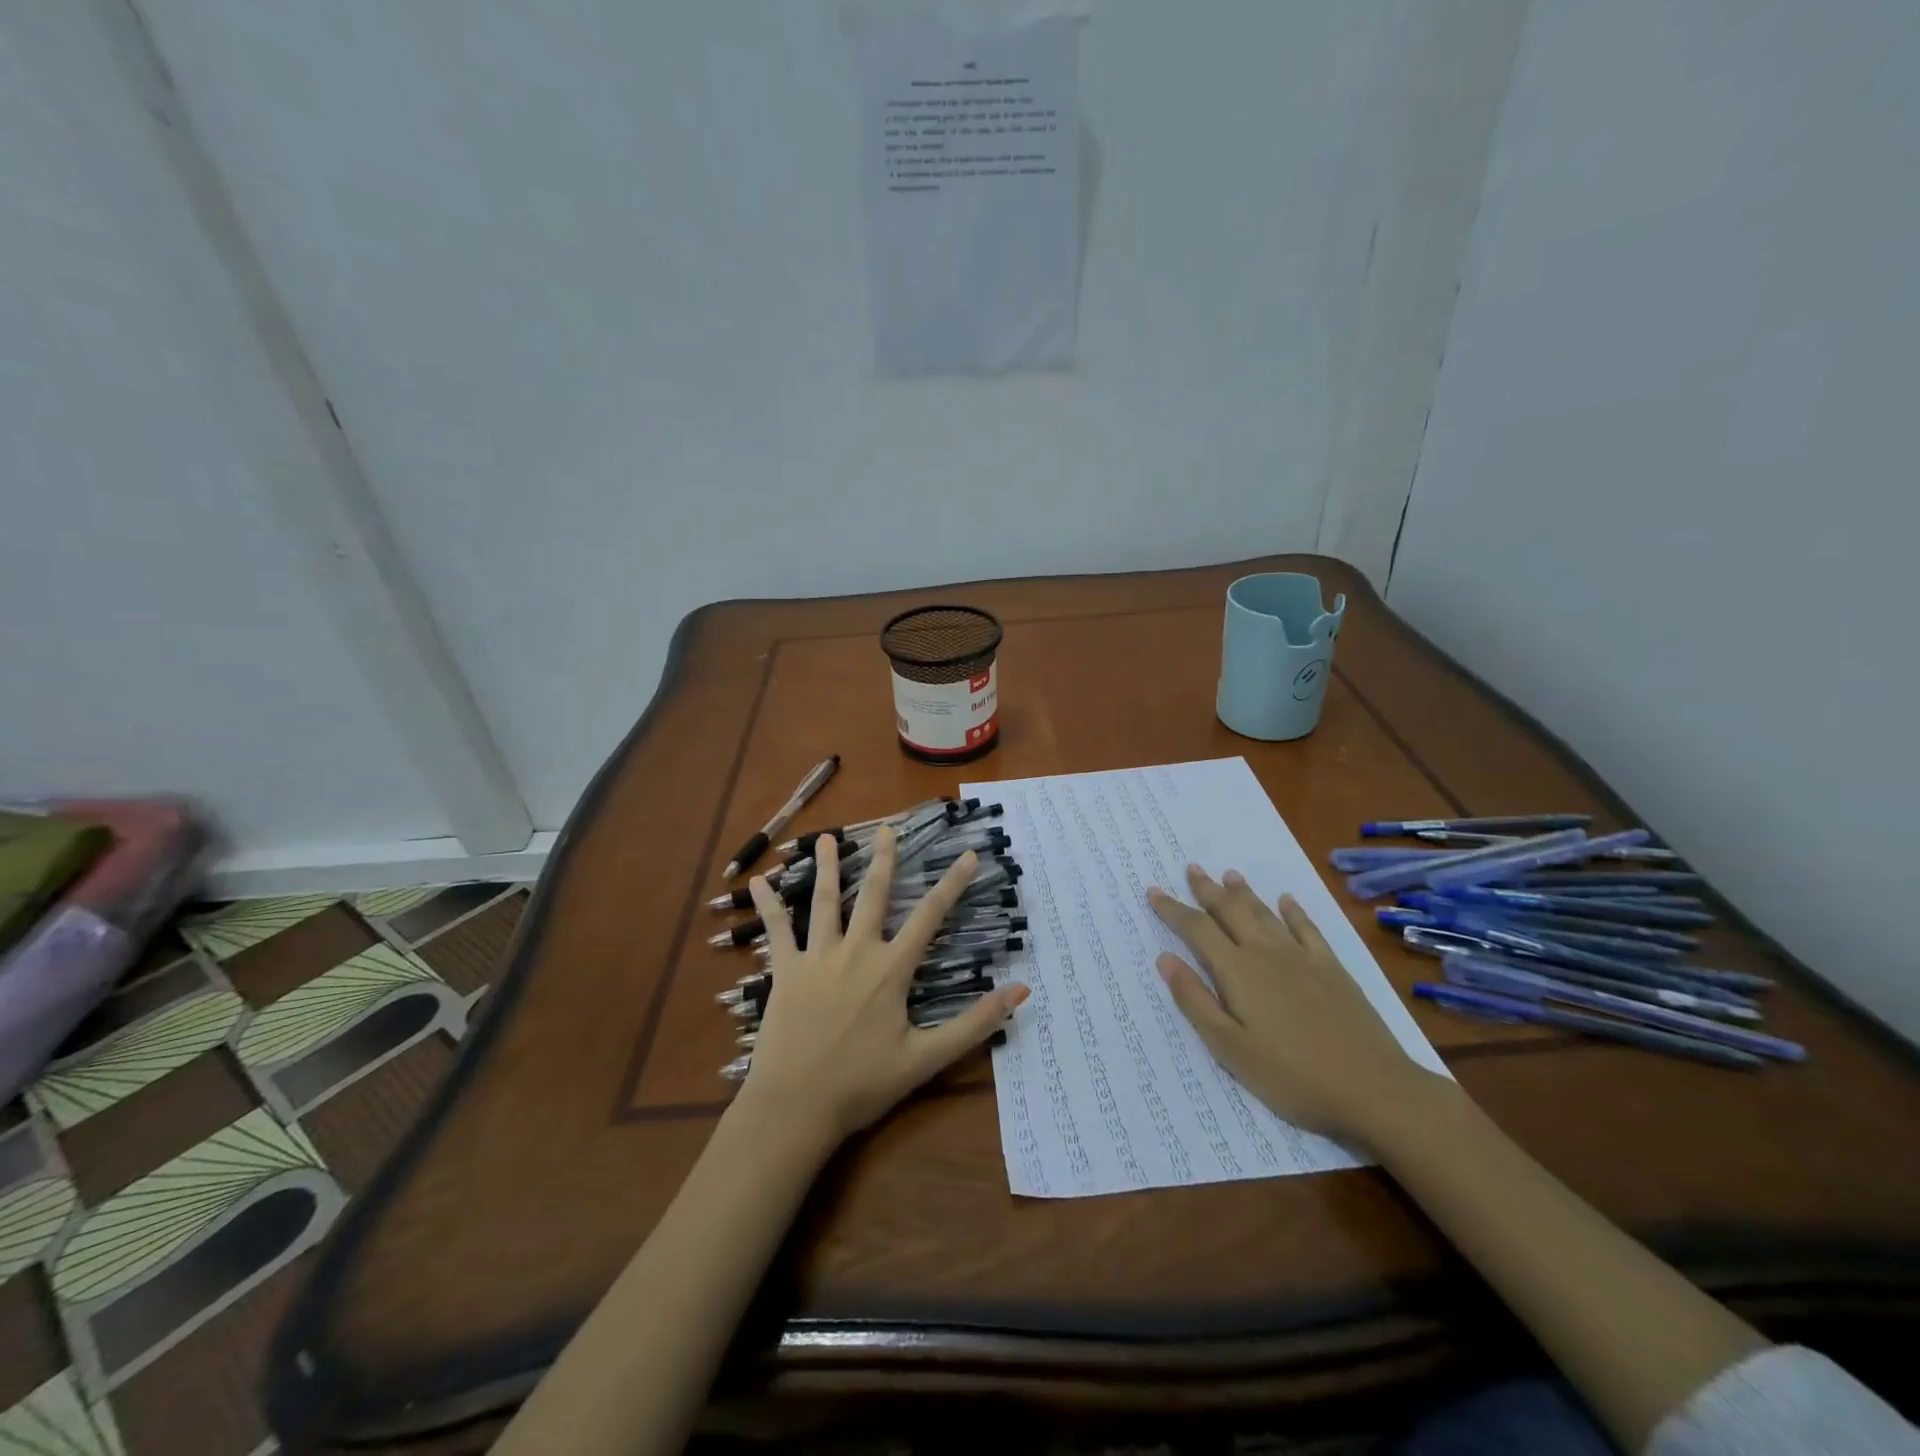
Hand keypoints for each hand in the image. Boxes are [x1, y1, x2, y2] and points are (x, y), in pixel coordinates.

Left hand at [736, 827, 1028, 1147]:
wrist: (795, 1107)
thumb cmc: (862, 1085)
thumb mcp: (926, 1059)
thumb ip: (974, 1024)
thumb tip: (1021, 992)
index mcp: (891, 969)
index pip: (930, 916)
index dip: (952, 884)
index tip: (968, 854)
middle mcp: (856, 951)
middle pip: (873, 895)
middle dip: (883, 860)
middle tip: (887, 828)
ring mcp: (817, 957)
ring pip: (825, 902)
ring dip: (828, 868)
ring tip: (827, 838)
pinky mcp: (785, 971)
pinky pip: (777, 930)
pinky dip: (769, 904)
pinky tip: (758, 881)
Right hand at [1148, 866, 1444, 1146]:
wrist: (1375, 1090)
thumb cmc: (1292, 1077)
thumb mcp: (1230, 1048)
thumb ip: (1195, 1000)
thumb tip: (1165, 958)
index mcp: (1238, 972)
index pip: (1197, 930)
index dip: (1173, 909)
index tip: (1153, 891)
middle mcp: (1267, 954)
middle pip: (1231, 912)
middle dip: (1207, 890)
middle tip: (1192, 868)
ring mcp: (1304, 959)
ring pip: (1265, 914)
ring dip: (1244, 893)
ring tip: (1229, 874)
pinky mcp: (1334, 970)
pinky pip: (1308, 929)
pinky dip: (1294, 912)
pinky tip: (1286, 900)